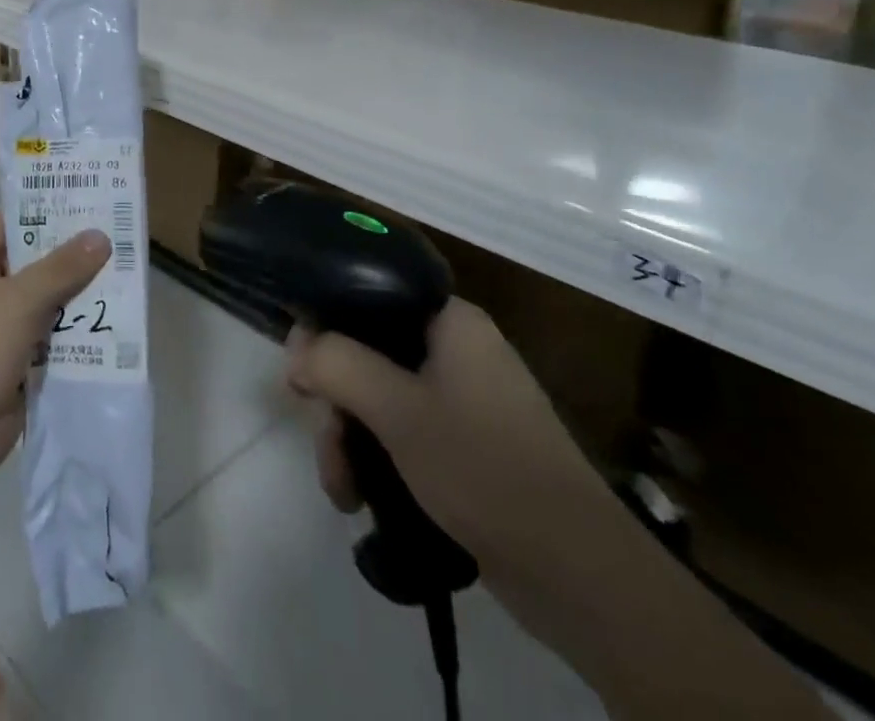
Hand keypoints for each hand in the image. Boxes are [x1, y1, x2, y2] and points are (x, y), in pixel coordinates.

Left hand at [0, 214, 109, 501]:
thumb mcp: (20, 300)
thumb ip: (61, 268)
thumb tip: (100, 235)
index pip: (11, 223)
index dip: (45, 209)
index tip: (86, 199)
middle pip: (35, 262)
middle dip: (73, 254)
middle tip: (118, 234)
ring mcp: (3, 329)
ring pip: (48, 301)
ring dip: (80, 294)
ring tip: (126, 274)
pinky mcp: (20, 363)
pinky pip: (53, 337)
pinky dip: (77, 332)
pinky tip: (114, 323)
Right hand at [286, 297, 618, 580]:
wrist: (580, 577)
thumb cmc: (485, 468)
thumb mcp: (396, 409)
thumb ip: (336, 363)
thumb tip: (294, 347)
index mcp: (450, 321)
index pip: (368, 295)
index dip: (325, 326)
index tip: (299, 371)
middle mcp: (456, 349)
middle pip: (367, 353)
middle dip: (336, 404)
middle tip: (325, 445)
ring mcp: (464, 399)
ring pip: (379, 398)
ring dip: (350, 440)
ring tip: (342, 491)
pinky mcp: (467, 445)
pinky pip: (403, 431)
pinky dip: (377, 457)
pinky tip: (360, 497)